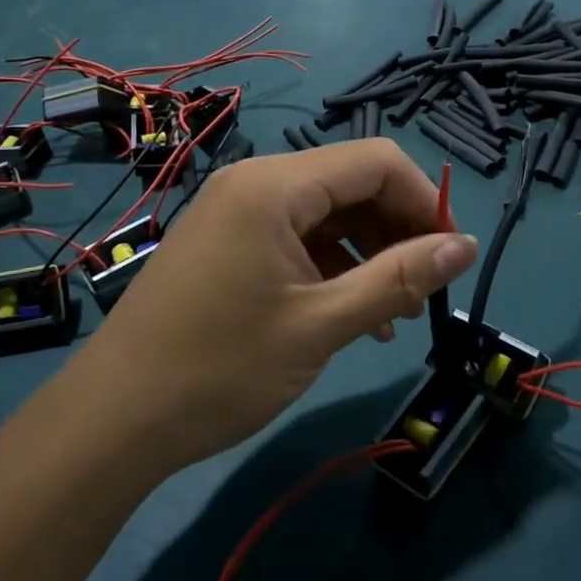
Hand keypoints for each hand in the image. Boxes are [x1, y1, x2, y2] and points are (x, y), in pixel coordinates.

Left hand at [76, 142, 476, 473]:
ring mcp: (236, 210)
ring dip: (368, 252)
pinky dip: (331, 265)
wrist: (114, 420)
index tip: (451, 256)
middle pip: (351, 182)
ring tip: (393, 312)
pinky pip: (295, 236)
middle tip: (425, 289)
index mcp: (275, 185)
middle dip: (397, 228)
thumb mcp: (322, 324)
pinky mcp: (227, 241)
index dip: (424, 201)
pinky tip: (351, 313)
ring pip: (325, 212)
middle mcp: (255, 182)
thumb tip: (467, 246)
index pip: (376, 161)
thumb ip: (399, 278)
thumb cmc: (221, 368)